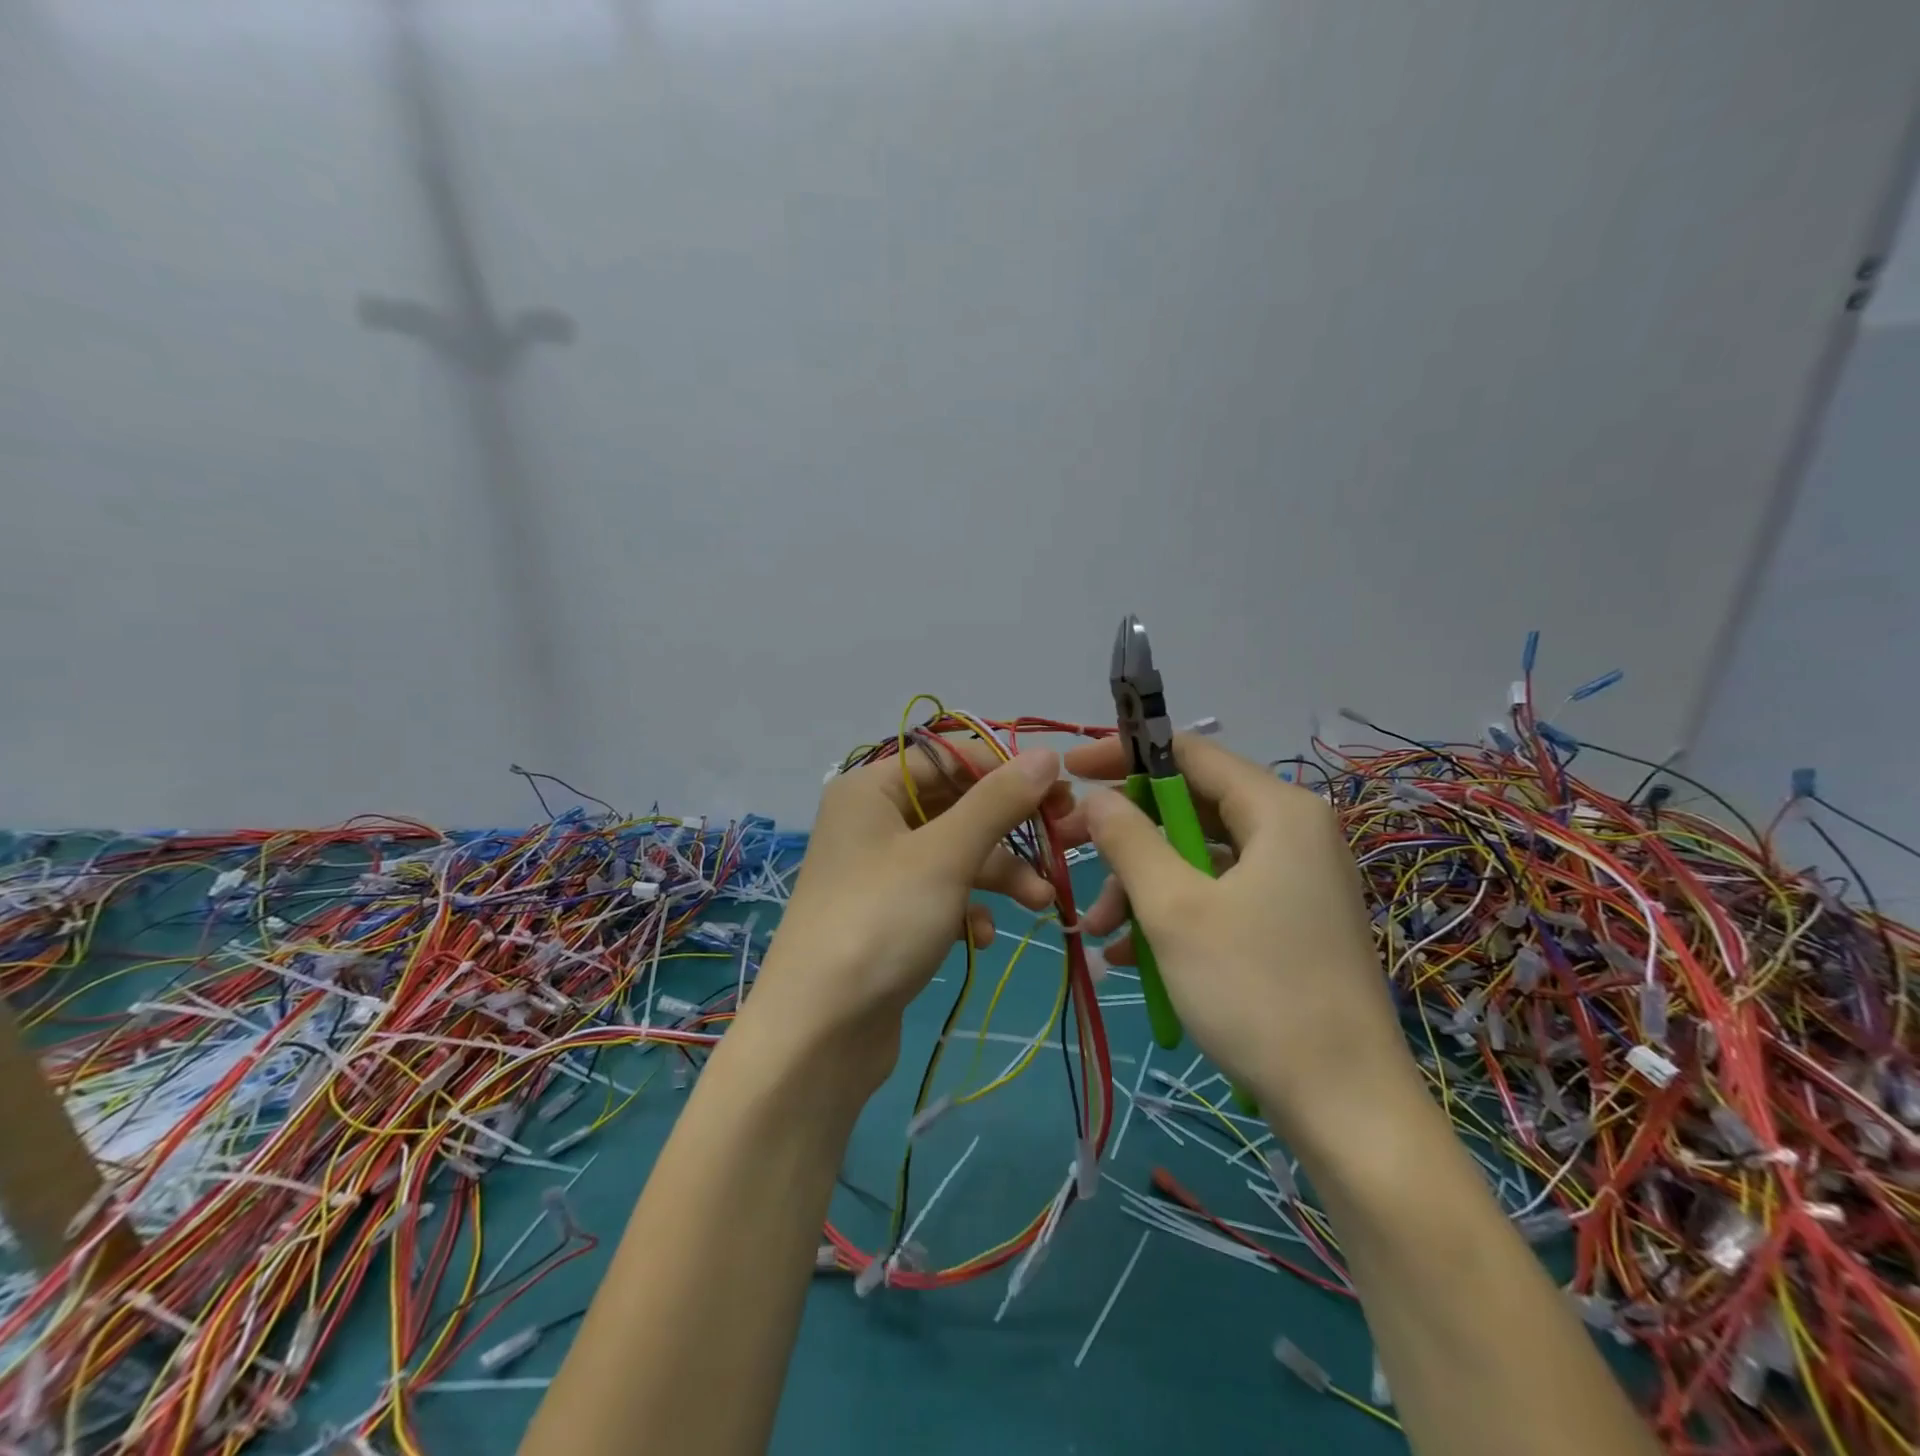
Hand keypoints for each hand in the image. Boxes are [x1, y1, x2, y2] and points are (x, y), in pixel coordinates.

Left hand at [744, 743, 1071, 1093]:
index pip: (950, 758)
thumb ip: (998, 802)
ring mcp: (879, 873)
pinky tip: (983, 937)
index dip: (1005, 770)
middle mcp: (872, 822)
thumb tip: (1048, 754)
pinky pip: (940, 895)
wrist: (818, 1034)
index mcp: (871, 789)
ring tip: (1041, 901)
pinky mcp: (890, 916)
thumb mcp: (945, 855)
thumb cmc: (881, 922)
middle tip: (1062, 841)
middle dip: (1009, 830)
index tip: (1061, 793)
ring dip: (999, 874)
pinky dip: (968, 909)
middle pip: (956, 806)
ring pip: (954, 854)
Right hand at [1064, 734, 1411, 1135]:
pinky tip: (1129, 958)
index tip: (1071, 772)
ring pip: (1198, 859)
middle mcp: (1292, 834)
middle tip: (1071, 853)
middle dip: (1126, 837)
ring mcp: (1293, 882)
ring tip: (1098, 932)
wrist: (1346, 1108)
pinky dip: (1171, 916)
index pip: (1188, 753)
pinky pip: (1218, 897)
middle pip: (1190, 808)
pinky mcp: (1289, 924)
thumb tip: (1095, 797)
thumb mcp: (1174, 909)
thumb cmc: (1256, 991)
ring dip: (1140, 887)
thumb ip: (1128, 840)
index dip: (1124, 756)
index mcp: (1277, 811)